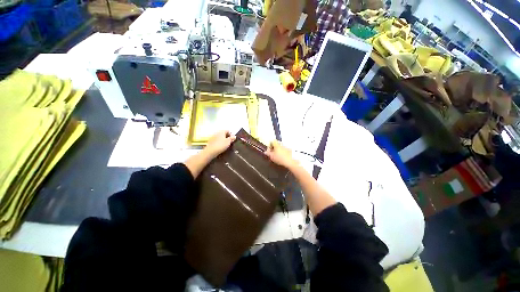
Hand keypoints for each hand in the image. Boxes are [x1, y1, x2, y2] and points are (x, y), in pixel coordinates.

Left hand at [204, 130, 235, 157]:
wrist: (210, 151)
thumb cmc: (221, 145)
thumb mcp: (228, 142)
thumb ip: (232, 138)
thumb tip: (234, 136)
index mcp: (222, 132)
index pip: (228, 130)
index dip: (231, 134)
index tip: (232, 140)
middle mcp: (217, 133)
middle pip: (223, 134)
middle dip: (227, 137)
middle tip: (229, 143)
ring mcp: (213, 137)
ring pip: (220, 137)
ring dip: (223, 140)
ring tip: (225, 145)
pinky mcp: (211, 141)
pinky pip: (217, 140)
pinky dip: (219, 143)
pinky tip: (220, 147)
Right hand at [264, 140, 297, 168]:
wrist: (291, 161)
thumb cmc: (280, 158)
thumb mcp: (272, 157)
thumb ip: (268, 153)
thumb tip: (265, 152)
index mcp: (277, 144)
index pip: (272, 141)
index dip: (269, 145)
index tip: (269, 150)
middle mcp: (282, 144)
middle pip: (276, 144)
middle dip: (274, 148)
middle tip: (272, 154)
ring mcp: (286, 147)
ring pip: (281, 147)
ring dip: (278, 151)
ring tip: (277, 157)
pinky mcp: (290, 151)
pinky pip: (285, 150)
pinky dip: (283, 153)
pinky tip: (282, 158)